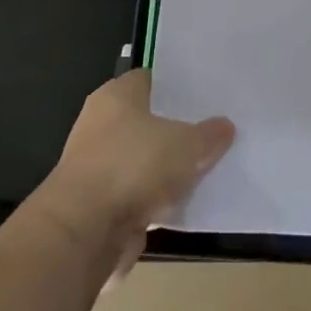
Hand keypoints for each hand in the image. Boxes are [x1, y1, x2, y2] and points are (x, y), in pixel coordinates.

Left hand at [30, 70, 234, 280]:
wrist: (85, 231)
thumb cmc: (133, 166)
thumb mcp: (186, 144)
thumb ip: (208, 135)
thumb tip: (224, 126)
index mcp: (116, 96)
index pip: (150, 79)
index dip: (178, 86)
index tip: (206, 94)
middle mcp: (100, 124)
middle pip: (147, 121)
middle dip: (176, 128)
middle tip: (213, 130)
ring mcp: (98, 165)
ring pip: (143, 160)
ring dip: (166, 169)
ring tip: (206, 167)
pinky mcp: (100, 203)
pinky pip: (138, 194)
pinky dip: (157, 199)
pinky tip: (185, 203)